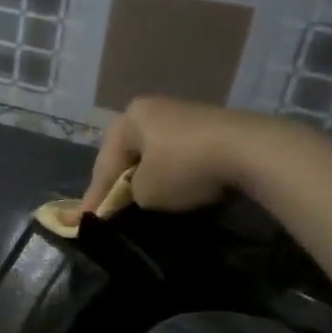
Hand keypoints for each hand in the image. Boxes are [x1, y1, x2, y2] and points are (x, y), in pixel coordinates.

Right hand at [78, 96, 264, 218]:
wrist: (250, 151)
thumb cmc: (184, 168)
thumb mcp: (145, 192)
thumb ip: (127, 196)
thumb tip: (133, 197)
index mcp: (129, 118)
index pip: (104, 166)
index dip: (93, 199)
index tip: (81, 223)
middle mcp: (153, 109)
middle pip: (128, 156)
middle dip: (119, 184)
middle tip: (109, 211)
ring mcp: (183, 115)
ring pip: (153, 155)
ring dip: (146, 179)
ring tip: (138, 204)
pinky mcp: (209, 128)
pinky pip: (178, 156)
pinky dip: (171, 175)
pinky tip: (172, 191)